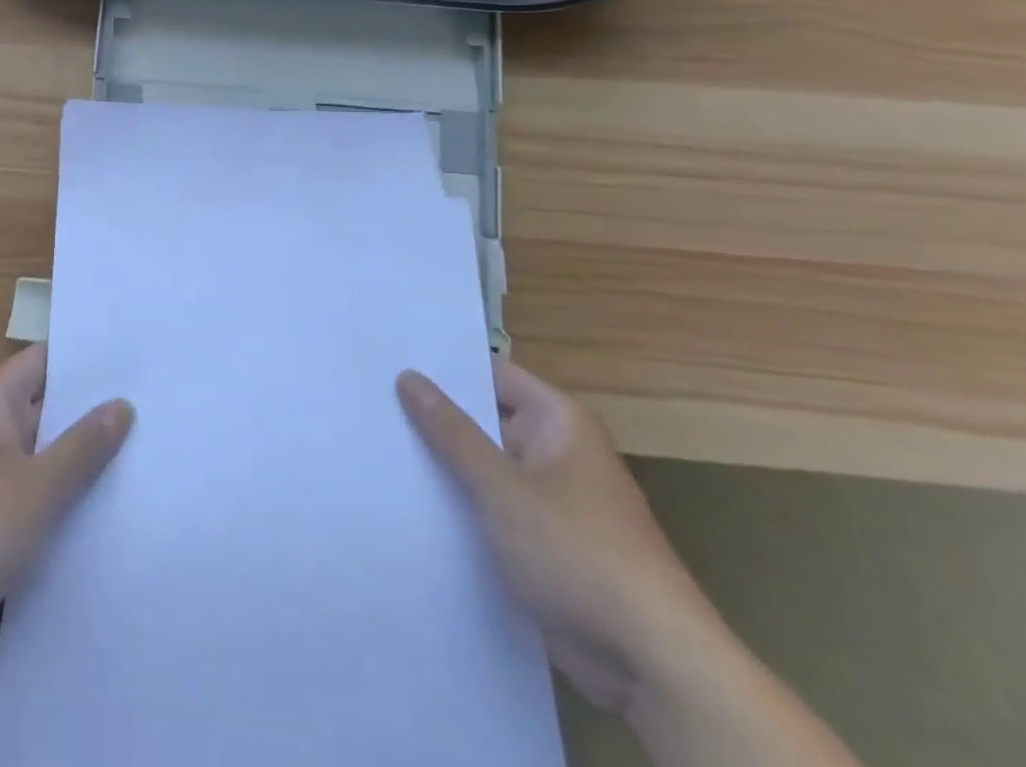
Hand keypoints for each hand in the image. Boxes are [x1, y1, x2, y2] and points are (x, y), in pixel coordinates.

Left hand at [0, 344, 133, 677]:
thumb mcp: (36, 487)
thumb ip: (82, 447)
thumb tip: (122, 404)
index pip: (46, 360)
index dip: (87, 358)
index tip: (136, 359)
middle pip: (48, 408)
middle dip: (94, 413)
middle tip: (155, 410)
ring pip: (43, 457)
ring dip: (81, 463)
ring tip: (145, 460)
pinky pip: (32, 498)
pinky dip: (62, 502)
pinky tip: (106, 514)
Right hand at [398, 360, 728, 717]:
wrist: (654, 664)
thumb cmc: (578, 553)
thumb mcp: (502, 487)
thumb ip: (452, 432)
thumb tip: (408, 376)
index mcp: (558, 422)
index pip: (490, 375)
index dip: (443, 369)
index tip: (389, 361)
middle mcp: (557, 451)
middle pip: (485, 419)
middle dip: (435, 418)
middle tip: (372, 402)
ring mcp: (552, 498)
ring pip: (485, 467)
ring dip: (445, 466)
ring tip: (379, 446)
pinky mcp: (545, 542)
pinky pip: (494, 507)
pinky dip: (462, 505)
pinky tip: (411, 502)